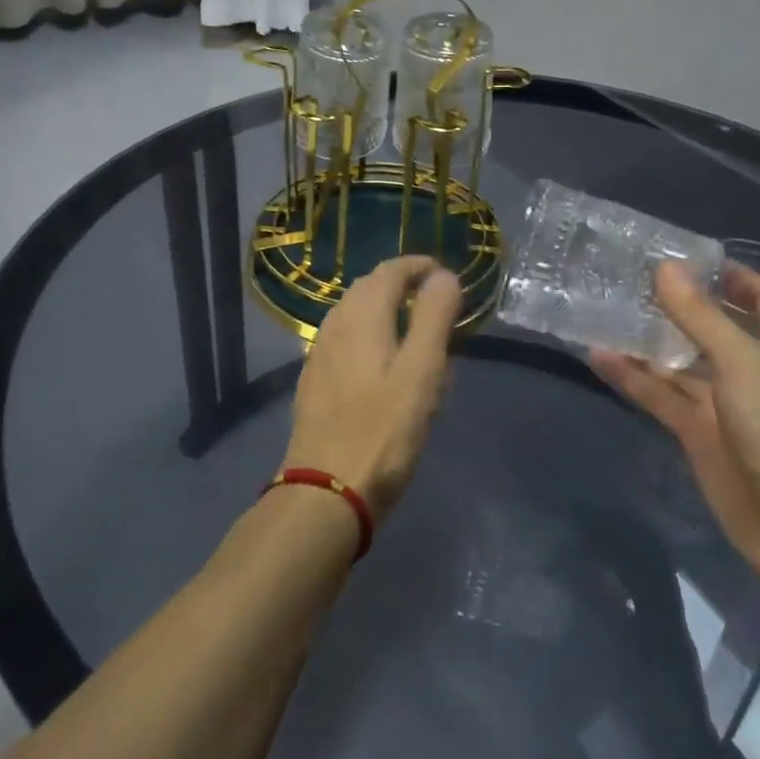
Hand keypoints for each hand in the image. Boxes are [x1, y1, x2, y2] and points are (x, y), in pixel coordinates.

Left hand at [282, 256, 462, 520]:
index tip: (444, 274)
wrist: (325, 492)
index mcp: (362, 316)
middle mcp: (335, 325)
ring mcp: (320, 353)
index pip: (390, 270)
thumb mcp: (422, 373)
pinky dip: (368, 335)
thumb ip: (433, 318)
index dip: (418, 266)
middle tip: (434, 303)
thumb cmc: (383, 432)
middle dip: (401, 286)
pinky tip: (382, 366)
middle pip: (368, 288)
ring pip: (354, 315)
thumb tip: (443, 276)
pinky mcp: (314, 381)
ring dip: (383, 310)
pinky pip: (345, 340)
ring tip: (413, 332)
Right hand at [590, 261, 759, 605]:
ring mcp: (723, 405)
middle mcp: (752, 371)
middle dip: (678, 304)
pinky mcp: (698, 436)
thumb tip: (665, 267)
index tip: (689, 256)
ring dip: (646, 340)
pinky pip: (660, 397)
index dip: (734, 276)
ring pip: (679, 362)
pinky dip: (632, 378)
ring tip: (603, 310)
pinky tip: (598, 357)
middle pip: (713, 327)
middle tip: (629, 277)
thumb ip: (701, 316)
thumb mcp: (744, 364)